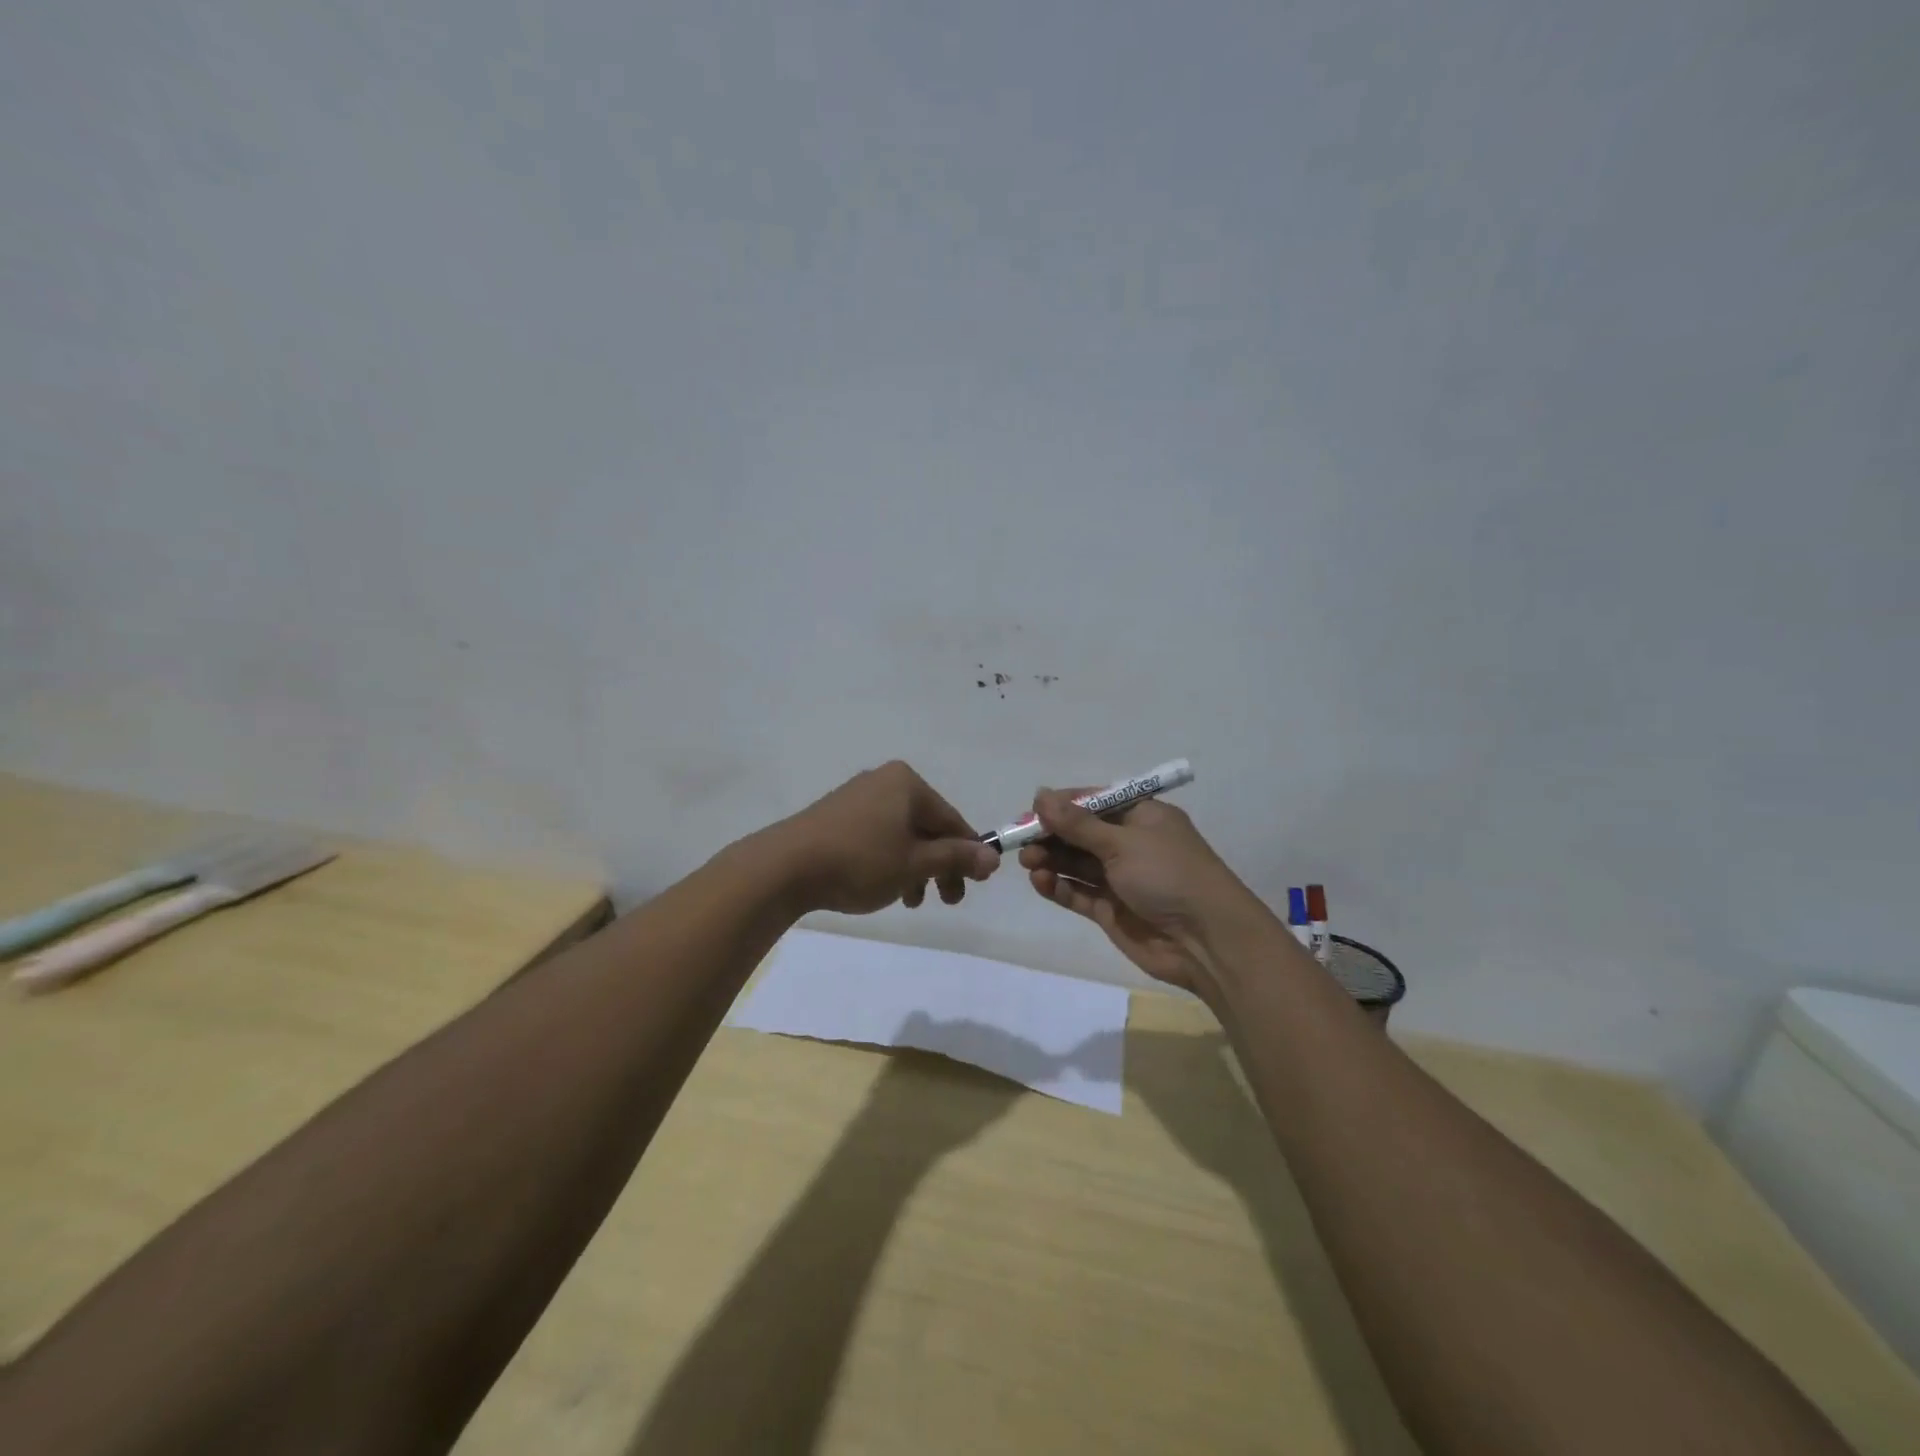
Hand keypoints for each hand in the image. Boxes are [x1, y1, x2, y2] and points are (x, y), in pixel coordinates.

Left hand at [765, 761, 999, 915]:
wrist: (785, 867)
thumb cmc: (860, 860)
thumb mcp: (915, 863)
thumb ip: (956, 857)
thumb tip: (994, 857)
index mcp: (907, 783)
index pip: (951, 819)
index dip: (967, 853)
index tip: (975, 885)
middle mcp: (883, 781)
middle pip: (926, 826)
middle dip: (939, 865)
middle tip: (946, 900)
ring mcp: (856, 797)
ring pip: (901, 835)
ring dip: (914, 869)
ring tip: (910, 902)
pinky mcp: (835, 816)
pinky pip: (876, 836)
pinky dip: (888, 861)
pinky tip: (883, 888)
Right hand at [1018, 788, 1259, 998]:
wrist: (1206, 941)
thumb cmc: (1169, 875)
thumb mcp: (1122, 842)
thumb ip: (1078, 824)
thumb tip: (1041, 795)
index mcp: (1141, 816)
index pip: (1094, 802)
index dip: (1062, 806)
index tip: (1031, 810)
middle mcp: (1129, 844)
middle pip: (1080, 834)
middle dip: (1051, 835)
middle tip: (1020, 841)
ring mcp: (1120, 879)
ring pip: (1076, 864)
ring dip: (1052, 860)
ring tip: (1028, 863)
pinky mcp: (1111, 910)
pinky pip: (1079, 893)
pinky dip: (1059, 887)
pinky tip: (1040, 882)